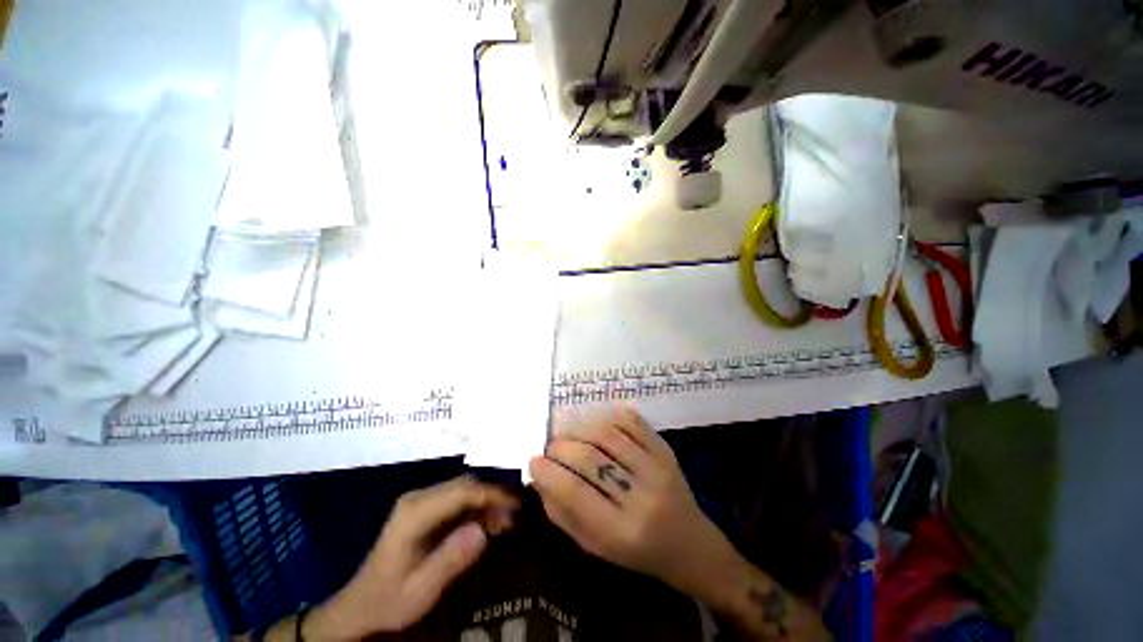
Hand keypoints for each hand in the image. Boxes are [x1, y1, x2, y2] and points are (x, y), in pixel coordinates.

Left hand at [302, 476, 519, 639]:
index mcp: (415, 512)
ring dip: (486, 501)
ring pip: (463, 489)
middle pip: (465, 485)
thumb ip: (450, 560)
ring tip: (504, 522)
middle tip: (514, 515)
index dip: (492, 494)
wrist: (360, 605)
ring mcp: (420, 501)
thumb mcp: (420, 590)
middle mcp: (418, 498)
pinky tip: (486, 524)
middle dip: (492, 496)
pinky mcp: (424, 508)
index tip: (517, 505)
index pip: (463, 491)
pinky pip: (456, 499)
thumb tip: (482, 531)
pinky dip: (475, 508)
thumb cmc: (390, 599)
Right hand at [529, 407, 735, 598]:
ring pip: (608, 435)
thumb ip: (563, 513)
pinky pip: (630, 421)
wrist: (689, 544)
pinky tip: (596, 427)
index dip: (548, 471)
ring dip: (580, 430)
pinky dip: (607, 418)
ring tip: (570, 436)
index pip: (574, 492)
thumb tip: (540, 476)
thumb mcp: (594, 546)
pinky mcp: (665, 449)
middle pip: (590, 458)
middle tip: (551, 448)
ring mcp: (657, 468)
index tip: (534, 461)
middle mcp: (641, 497)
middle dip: (560, 447)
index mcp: (620, 532)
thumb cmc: (637, 552)